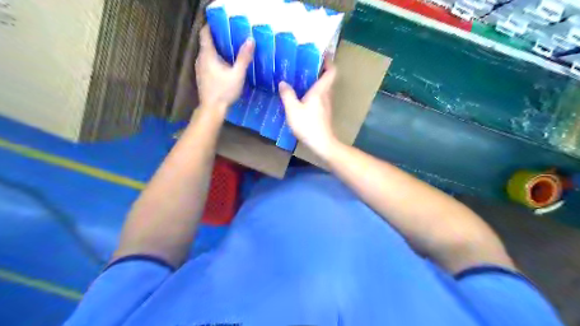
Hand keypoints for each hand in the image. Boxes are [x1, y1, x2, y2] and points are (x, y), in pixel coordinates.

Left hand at [195, 26, 253, 116]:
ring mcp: (200, 69)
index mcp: (207, 55)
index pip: (205, 33)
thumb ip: (244, 58)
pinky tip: (226, 66)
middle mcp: (201, 59)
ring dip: (217, 50)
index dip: (212, 27)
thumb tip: (251, 40)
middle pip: (207, 43)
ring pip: (207, 54)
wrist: (212, 109)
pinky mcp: (202, 77)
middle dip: (218, 39)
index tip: (223, 25)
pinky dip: (216, 60)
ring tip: (231, 50)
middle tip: (232, 37)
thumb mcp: (238, 74)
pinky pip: (208, 63)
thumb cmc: (224, 91)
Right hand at [279, 60, 337, 156]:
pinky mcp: (325, 113)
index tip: (322, 54)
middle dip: (319, 70)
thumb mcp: (293, 109)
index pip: (331, 71)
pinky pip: (321, 98)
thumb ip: (287, 95)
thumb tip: (283, 83)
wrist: (322, 143)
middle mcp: (327, 96)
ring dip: (316, 82)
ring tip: (302, 79)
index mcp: (321, 91)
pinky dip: (314, 93)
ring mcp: (327, 105)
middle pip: (327, 79)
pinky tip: (303, 97)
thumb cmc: (308, 125)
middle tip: (306, 66)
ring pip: (324, 89)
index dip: (329, 61)